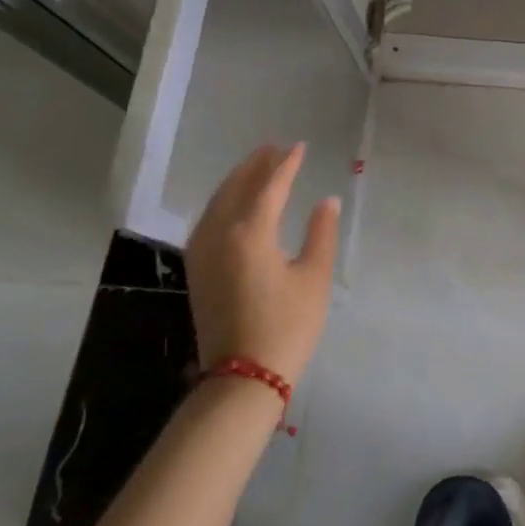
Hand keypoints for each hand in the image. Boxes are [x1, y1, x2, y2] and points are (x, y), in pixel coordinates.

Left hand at [184, 143, 340, 386]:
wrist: (243, 378)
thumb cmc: (287, 326)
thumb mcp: (314, 277)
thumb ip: (321, 233)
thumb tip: (326, 200)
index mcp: (251, 233)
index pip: (270, 186)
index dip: (286, 165)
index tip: (299, 146)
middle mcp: (220, 236)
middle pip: (237, 188)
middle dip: (256, 165)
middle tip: (275, 148)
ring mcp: (203, 254)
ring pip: (217, 203)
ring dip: (236, 180)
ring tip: (255, 166)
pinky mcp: (198, 271)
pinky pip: (207, 221)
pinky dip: (222, 202)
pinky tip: (232, 203)